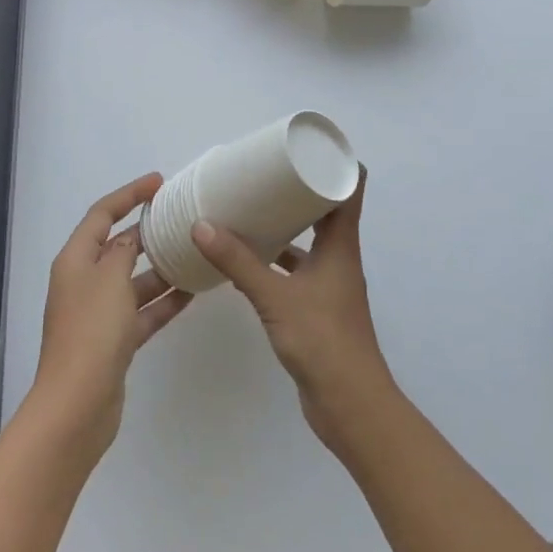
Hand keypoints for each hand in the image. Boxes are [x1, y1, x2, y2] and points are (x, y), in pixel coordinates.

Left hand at [31, 173, 192, 459]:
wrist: (78, 405)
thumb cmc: (92, 331)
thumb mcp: (110, 278)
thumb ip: (123, 250)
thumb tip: (130, 238)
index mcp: (76, 260)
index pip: (102, 214)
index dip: (128, 194)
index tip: (159, 182)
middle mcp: (84, 282)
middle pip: (118, 246)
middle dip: (148, 231)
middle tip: (182, 217)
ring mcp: (99, 314)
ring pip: (134, 280)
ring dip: (161, 268)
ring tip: (196, 253)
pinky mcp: (115, 341)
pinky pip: (143, 311)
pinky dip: (164, 302)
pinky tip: (194, 292)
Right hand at [192, 169, 396, 449]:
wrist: (350, 405)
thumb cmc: (322, 341)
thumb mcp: (275, 297)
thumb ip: (238, 263)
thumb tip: (202, 225)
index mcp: (341, 246)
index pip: (349, 189)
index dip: (335, 164)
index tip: (307, 146)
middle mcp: (340, 259)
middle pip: (326, 211)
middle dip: (299, 191)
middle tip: (266, 173)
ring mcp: (330, 284)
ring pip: (309, 242)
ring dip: (286, 226)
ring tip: (252, 210)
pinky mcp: (318, 308)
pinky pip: (297, 270)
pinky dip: (277, 260)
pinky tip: (250, 260)